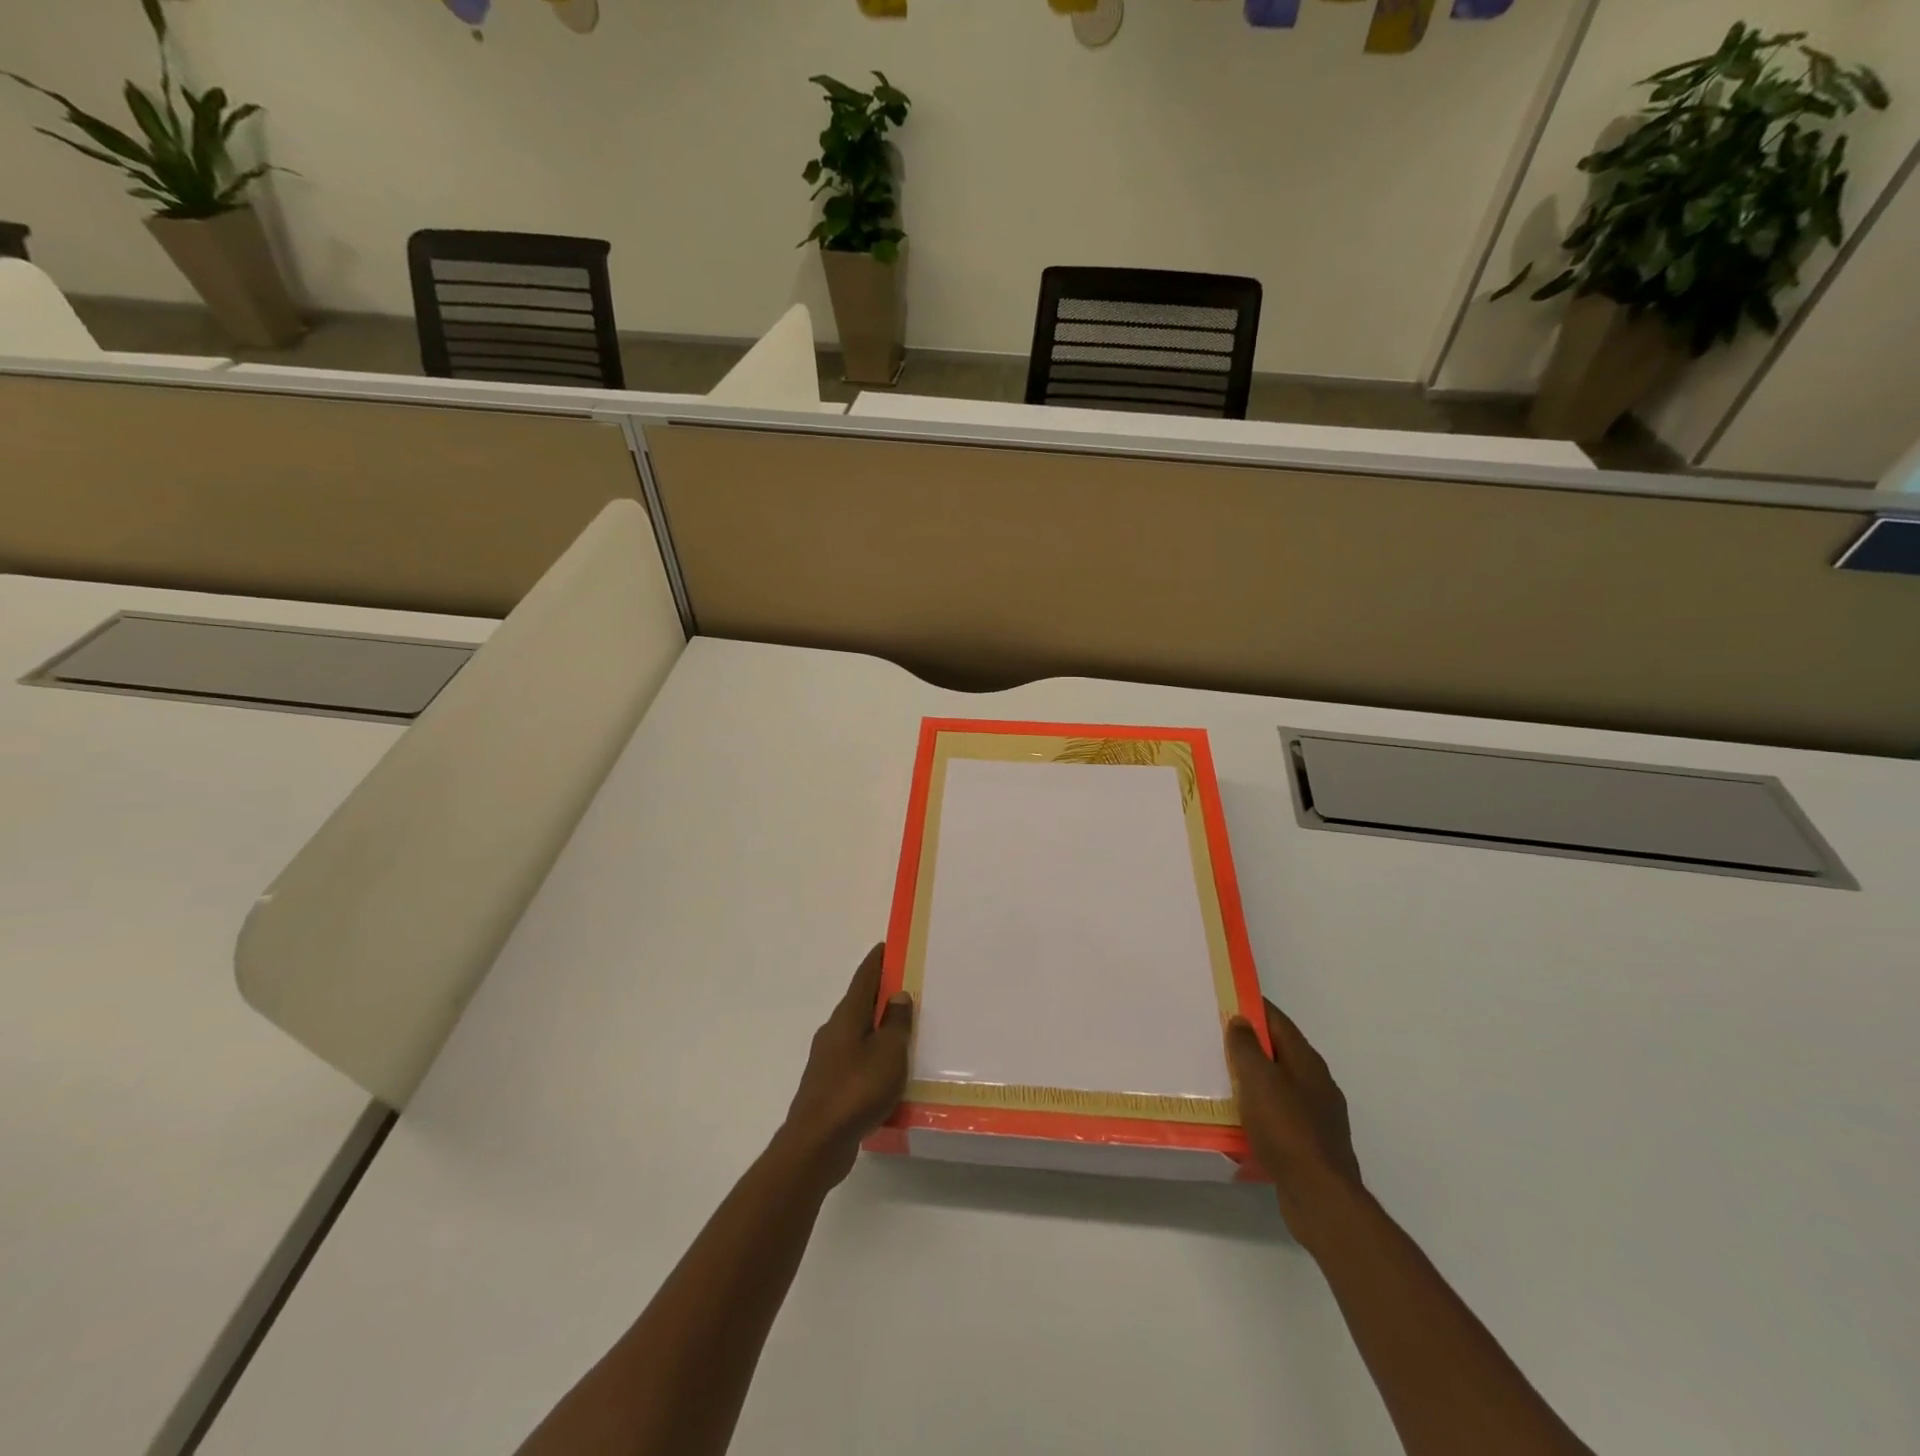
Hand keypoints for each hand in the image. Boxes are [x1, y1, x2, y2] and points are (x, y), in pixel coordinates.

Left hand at [780, 943, 912, 1184]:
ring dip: (879, 1029)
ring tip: (906, 1032)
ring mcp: (828, 1061)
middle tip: (909, 988)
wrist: (816, 1144)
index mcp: (847, 1017)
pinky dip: (874, 1058)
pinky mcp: (829, 1087)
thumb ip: (896, 1023)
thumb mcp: (888, 1053)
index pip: (864, 978)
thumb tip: (898, 995)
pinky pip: (857, 1062)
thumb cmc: (856, 1090)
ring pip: (859, 1035)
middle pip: (860, 1004)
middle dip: (881, 995)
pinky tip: (890, 1073)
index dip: (877, 961)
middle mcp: (833, 1032)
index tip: (888, 946)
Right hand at [1226, 999, 1361, 1216]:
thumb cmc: (1286, 1129)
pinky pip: (1279, 1116)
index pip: (1277, 1021)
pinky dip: (1260, 1111)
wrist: (1321, 1196)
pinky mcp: (1311, 1144)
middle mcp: (1316, 1083)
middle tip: (1215, 1040)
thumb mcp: (1258, 1080)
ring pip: (1279, 1085)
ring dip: (1253, 1080)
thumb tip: (1241, 1020)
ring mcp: (1317, 1115)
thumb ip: (1247, 1047)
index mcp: (1306, 1061)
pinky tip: (1240, 1120)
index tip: (1225, 1001)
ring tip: (1221, 1079)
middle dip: (1250, 1045)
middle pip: (1279, 1052)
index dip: (1252, 1008)